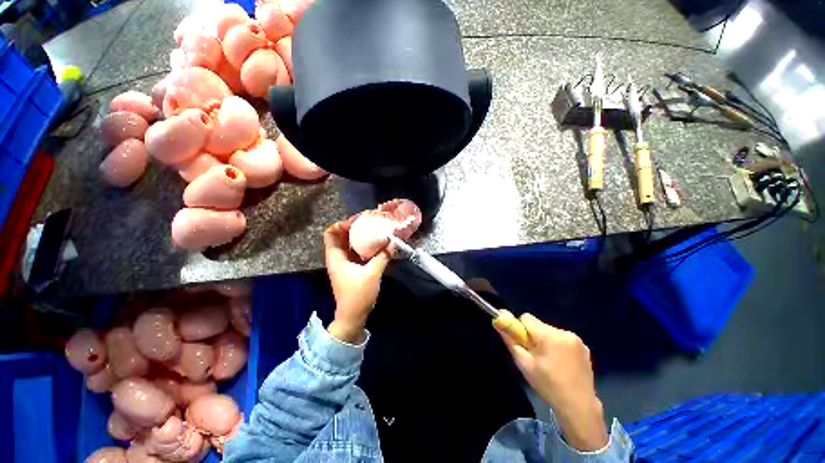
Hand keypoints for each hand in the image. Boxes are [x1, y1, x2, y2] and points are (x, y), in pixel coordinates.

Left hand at [323, 218, 390, 342]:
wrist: (353, 316)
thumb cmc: (358, 296)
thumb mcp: (372, 274)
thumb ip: (382, 257)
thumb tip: (393, 242)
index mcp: (336, 257)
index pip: (331, 233)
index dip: (342, 224)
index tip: (358, 221)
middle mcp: (338, 257)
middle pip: (341, 236)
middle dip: (354, 227)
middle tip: (370, 221)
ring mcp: (345, 263)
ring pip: (349, 243)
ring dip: (360, 236)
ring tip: (374, 229)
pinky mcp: (352, 268)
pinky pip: (356, 251)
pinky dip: (364, 245)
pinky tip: (376, 243)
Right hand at [496, 312, 607, 451]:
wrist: (578, 406)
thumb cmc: (547, 385)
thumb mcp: (524, 363)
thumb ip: (510, 340)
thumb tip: (498, 321)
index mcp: (549, 336)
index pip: (526, 318)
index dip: (520, 329)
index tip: (523, 344)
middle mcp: (564, 332)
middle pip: (538, 324)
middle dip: (533, 335)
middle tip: (535, 355)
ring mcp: (576, 339)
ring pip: (549, 330)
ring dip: (544, 340)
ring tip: (548, 361)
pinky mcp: (584, 346)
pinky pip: (561, 337)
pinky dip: (556, 345)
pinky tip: (560, 362)